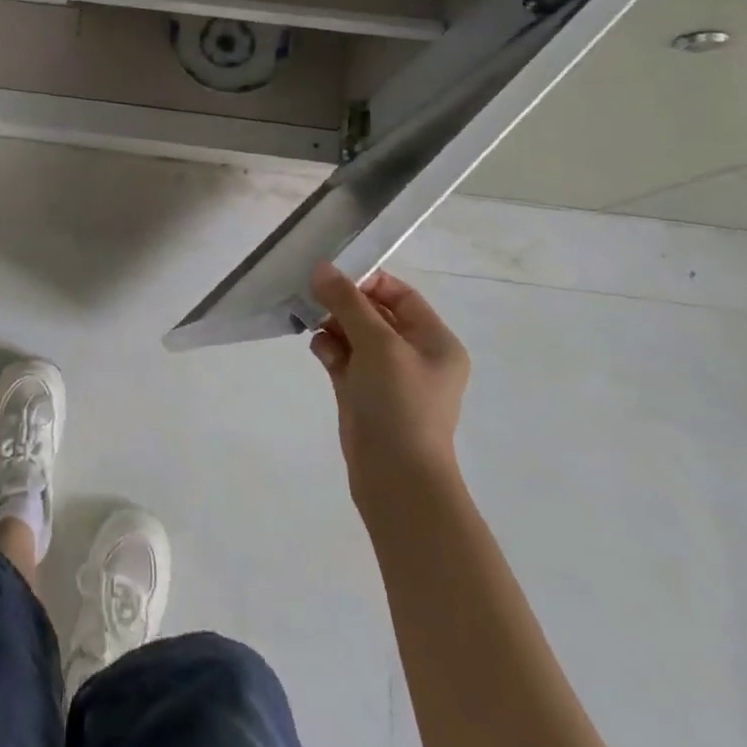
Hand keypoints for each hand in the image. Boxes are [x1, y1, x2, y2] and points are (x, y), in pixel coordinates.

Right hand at [308, 264, 469, 508]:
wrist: (396, 477)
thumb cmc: (399, 403)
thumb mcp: (377, 343)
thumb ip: (348, 302)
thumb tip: (321, 268)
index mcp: (435, 341)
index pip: (400, 295)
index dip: (367, 282)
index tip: (332, 277)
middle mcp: (414, 355)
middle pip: (374, 313)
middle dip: (343, 304)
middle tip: (312, 296)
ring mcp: (388, 377)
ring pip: (354, 335)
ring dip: (332, 326)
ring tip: (311, 323)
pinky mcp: (363, 394)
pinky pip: (343, 359)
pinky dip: (329, 350)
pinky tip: (318, 350)